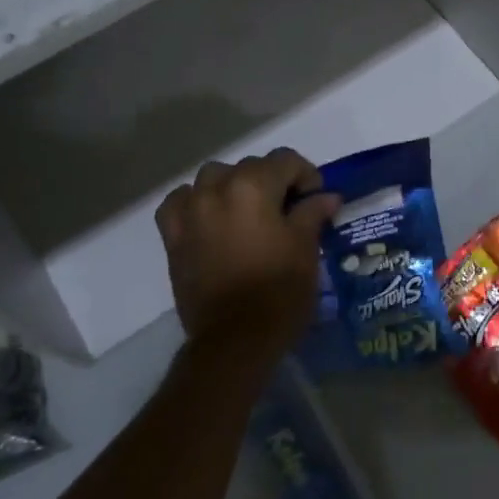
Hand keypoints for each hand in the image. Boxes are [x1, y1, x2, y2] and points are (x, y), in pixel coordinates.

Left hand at [156, 148, 341, 355]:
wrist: (235, 338)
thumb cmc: (279, 290)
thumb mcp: (305, 248)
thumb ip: (312, 213)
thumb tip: (326, 196)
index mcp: (253, 187)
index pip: (285, 160)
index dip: (306, 175)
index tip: (316, 200)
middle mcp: (217, 188)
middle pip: (250, 167)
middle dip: (272, 181)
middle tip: (288, 210)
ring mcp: (190, 211)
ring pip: (212, 177)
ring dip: (233, 186)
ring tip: (248, 212)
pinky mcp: (172, 236)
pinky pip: (181, 202)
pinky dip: (196, 202)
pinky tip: (210, 217)